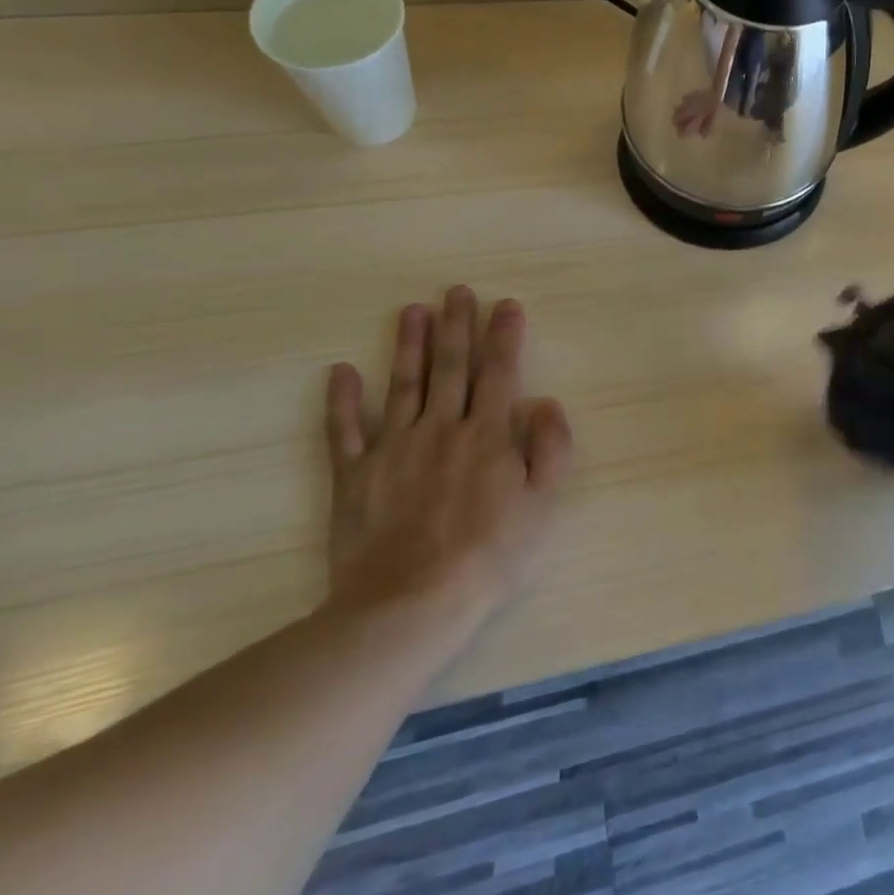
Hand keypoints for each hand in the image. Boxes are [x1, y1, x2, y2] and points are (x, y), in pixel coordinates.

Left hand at [323, 288, 572, 649]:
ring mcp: (393, 448)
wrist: (410, 603)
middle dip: (456, 325)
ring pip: (403, 384)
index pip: (499, 373)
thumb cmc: (489, 555)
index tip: (506, 304)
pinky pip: (346, 429)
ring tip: (412, 310)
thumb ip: (551, 448)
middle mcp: (441, 428)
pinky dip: (343, 399)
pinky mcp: (354, 474)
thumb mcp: (542, 505)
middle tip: (456, 291)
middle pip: (450, 367)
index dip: (504, 336)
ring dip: (408, 344)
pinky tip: (342, 371)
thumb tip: (544, 402)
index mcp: (487, 435)